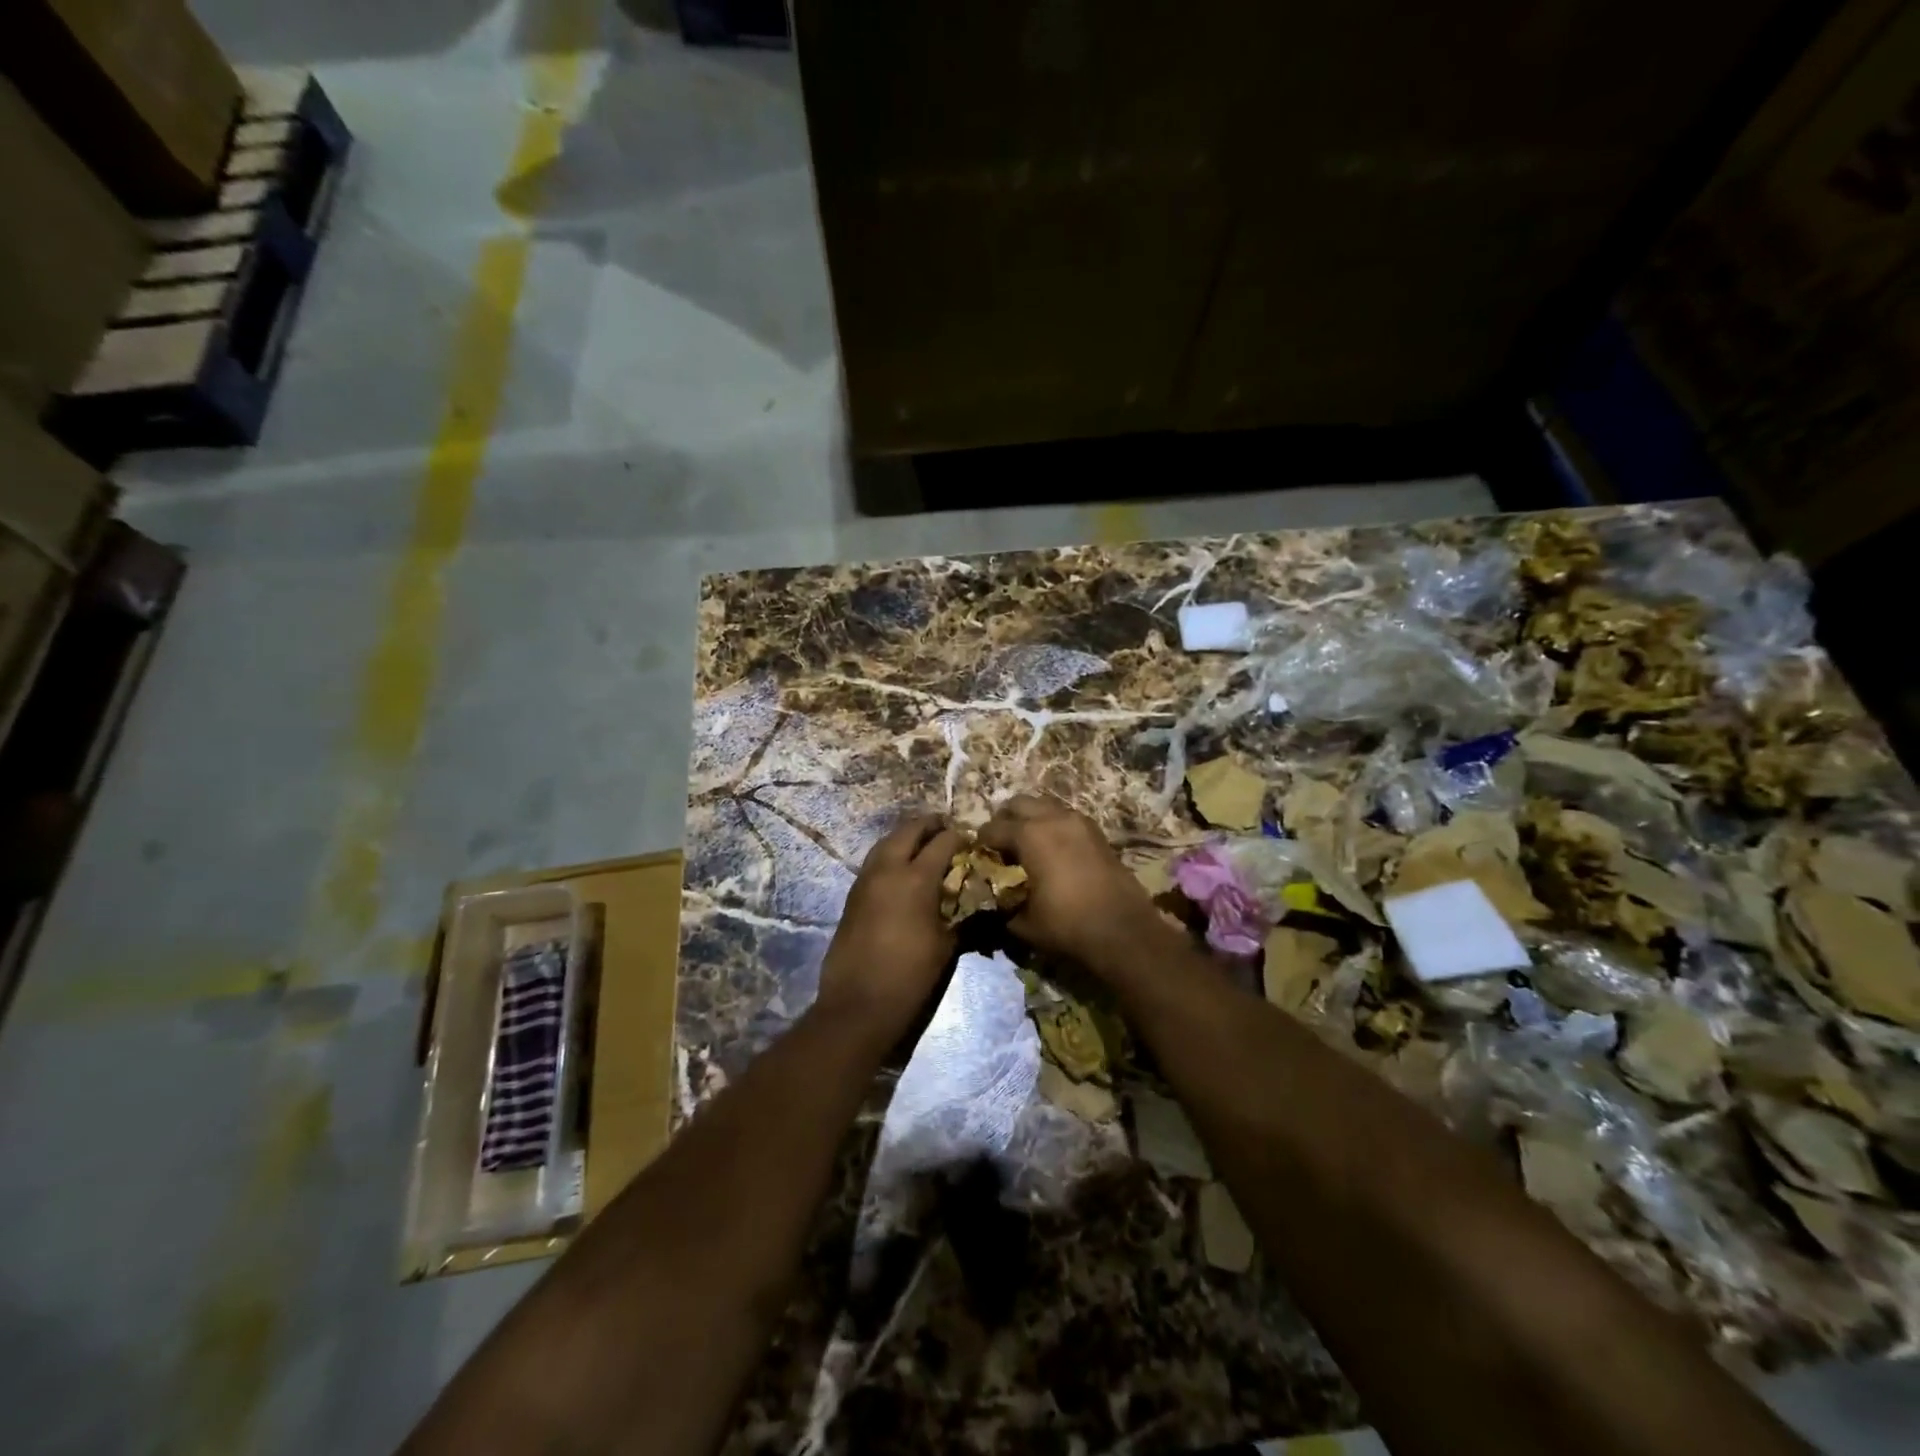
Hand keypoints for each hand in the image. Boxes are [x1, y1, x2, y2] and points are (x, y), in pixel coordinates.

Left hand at [814, 813, 964, 1045]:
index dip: (960, 837)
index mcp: (916, 878)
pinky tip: (903, 868)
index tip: (972, 839)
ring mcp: (866, 879)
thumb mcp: (946, 945)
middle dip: (930, 825)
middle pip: (909, 830)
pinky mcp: (853, 894)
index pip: (943, 842)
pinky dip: (891, 853)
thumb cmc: (910, 976)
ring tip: (925, 844)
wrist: (858, 1004)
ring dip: (907, 836)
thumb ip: (961, 914)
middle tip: (947, 829)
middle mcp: (888, 869)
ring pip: (887, 841)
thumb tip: (975, 901)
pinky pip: (875, 860)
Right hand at [977, 794, 1163, 968]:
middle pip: (1019, 803)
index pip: (993, 828)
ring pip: (1045, 805)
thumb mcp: (1024, 922)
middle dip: (1005, 818)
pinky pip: (1066, 817)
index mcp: (1029, 835)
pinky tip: (1053, 848)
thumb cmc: (1067, 925)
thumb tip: (996, 903)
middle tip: (1000, 842)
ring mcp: (1078, 822)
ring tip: (1027, 843)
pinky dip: (1054, 825)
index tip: (977, 853)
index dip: (981, 841)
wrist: (1123, 930)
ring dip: (1032, 818)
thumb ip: (1004, 906)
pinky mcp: (1097, 832)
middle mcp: (1052, 818)